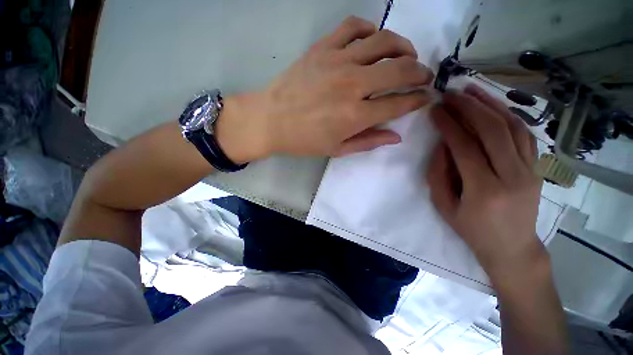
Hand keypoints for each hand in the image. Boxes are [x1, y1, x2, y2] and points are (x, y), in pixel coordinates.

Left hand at [216, 16, 433, 162]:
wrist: (271, 120)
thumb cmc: (304, 140)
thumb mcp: (337, 149)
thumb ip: (368, 142)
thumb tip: (396, 137)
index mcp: (355, 116)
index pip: (398, 104)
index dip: (417, 101)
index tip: (425, 98)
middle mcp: (352, 86)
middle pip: (400, 69)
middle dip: (419, 72)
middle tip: (423, 76)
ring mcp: (337, 62)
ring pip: (383, 41)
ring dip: (403, 46)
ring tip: (407, 54)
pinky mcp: (323, 48)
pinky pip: (353, 27)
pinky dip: (370, 29)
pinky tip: (373, 40)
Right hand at [427, 84, 546, 282]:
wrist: (512, 247)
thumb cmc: (472, 229)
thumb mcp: (443, 206)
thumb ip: (438, 174)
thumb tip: (441, 145)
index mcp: (484, 190)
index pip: (465, 147)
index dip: (448, 125)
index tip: (435, 110)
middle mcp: (513, 176)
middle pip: (493, 130)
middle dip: (469, 107)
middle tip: (451, 94)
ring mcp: (530, 170)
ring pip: (513, 127)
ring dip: (491, 104)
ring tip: (472, 90)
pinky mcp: (537, 168)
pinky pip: (525, 134)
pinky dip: (508, 115)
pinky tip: (494, 106)